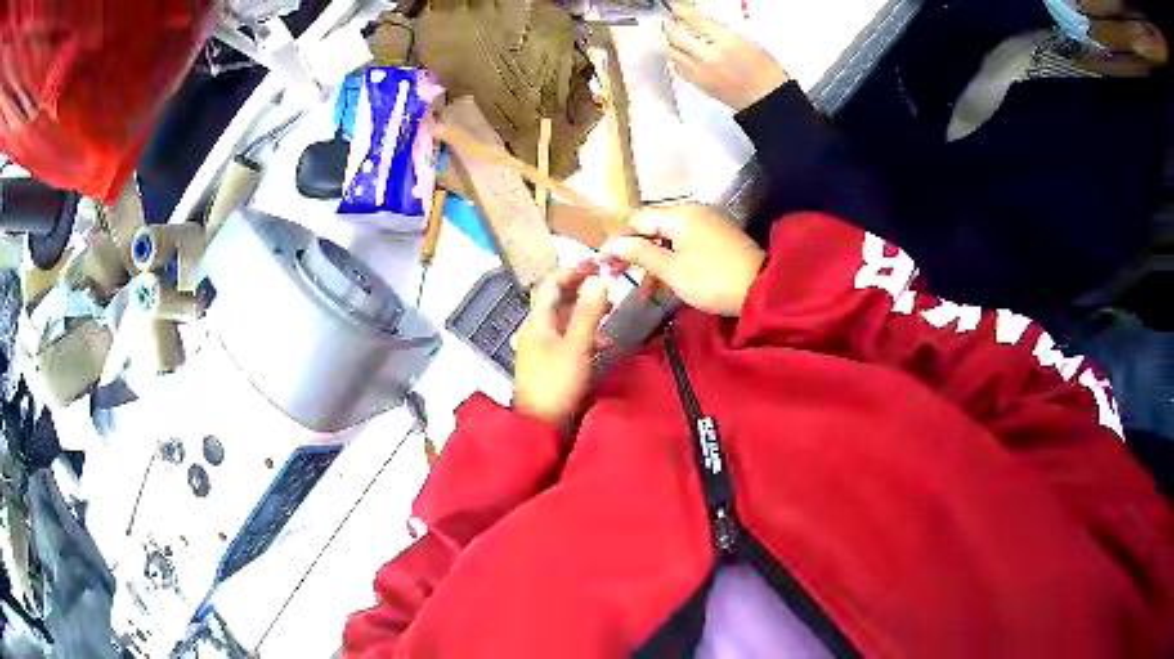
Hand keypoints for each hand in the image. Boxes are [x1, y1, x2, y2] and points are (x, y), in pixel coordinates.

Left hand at [513, 267, 611, 428]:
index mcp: (537, 322)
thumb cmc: (557, 384)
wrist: (541, 426)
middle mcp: (536, 331)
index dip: (571, 271)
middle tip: (606, 285)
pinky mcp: (549, 364)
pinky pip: (567, 340)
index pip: (550, 284)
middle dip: (581, 290)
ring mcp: (541, 348)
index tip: (596, 264)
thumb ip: (588, 313)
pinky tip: (603, 344)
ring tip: (610, 311)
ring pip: (564, 321)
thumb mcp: (577, 346)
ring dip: (585, 312)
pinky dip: (585, 335)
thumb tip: (598, 278)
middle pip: (557, 301)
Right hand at [600, 204, 765, 316]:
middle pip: (653, 229)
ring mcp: (707, 226)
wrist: (762, 290)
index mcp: (680, 214)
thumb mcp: (672, 270)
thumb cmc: (711, 279)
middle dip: (635, 254)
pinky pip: (685, 247)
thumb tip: (611, 244)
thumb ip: (639, 253)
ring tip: (644, 293)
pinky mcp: (717, 240)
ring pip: (669, 241)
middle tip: (618, 279)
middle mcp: (693, 213)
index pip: (638, 221)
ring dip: (654, 264)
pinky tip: (666, 284)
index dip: (619, 241)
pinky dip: (672, 263)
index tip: (604, 265)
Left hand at [663, 3, 789, 111]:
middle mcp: (710, 56)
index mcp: (726, 41)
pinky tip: (684, 56)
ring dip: (672, 42)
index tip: (674, 6)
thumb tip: (702, 23)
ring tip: (677, 38)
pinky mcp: (699, 85)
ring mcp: (701, 72)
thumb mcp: (747, 41)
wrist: (768, 99)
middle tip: (671, 21)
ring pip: (672, 52)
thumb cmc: (766, 72)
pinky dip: (677, 59)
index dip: (679, 10)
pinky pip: (678, 68)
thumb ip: (720, 31)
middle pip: (675, 35)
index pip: (693, 20)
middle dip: (670, 25)